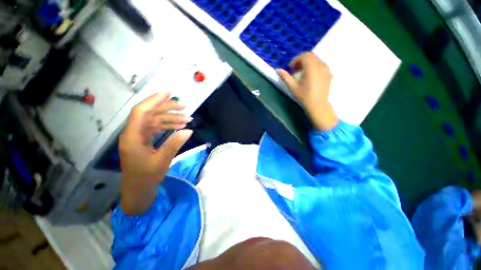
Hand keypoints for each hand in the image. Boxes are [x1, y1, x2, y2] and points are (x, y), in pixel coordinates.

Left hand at [119, 93, 192, 214]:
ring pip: (155, 120)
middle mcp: (134, 133)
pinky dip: (168, 125)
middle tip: (185, 107)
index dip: (155, 100)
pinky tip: (180, 126)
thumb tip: (189, 131)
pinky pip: (157, 128)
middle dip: (168, 108)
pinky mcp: (144, 140)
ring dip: (171, 118)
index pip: (141, 112)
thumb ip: (175, 144)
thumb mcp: (162, 161)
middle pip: (150, 113)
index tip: (170, 94)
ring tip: (187, 119)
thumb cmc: (146, 177)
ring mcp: (139, 136)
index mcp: (133, 137)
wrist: (138, 190)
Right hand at [277, 52, 338, 130]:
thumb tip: (278, 70)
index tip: (290, 67)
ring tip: (301, 72)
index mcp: (312, 67)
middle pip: (311, 56)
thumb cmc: (304, 96)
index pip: (304, 56)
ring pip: (316, 60)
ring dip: (308, 63)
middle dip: (301, 60)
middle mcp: (321, 65)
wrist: (318, 104)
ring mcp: (326, 69)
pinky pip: (321, 65)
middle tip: (295, 69)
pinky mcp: (329, 73)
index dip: (295, 60)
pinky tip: (310, 76)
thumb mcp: (293, 87)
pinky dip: (314, 66)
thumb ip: (285, 77)